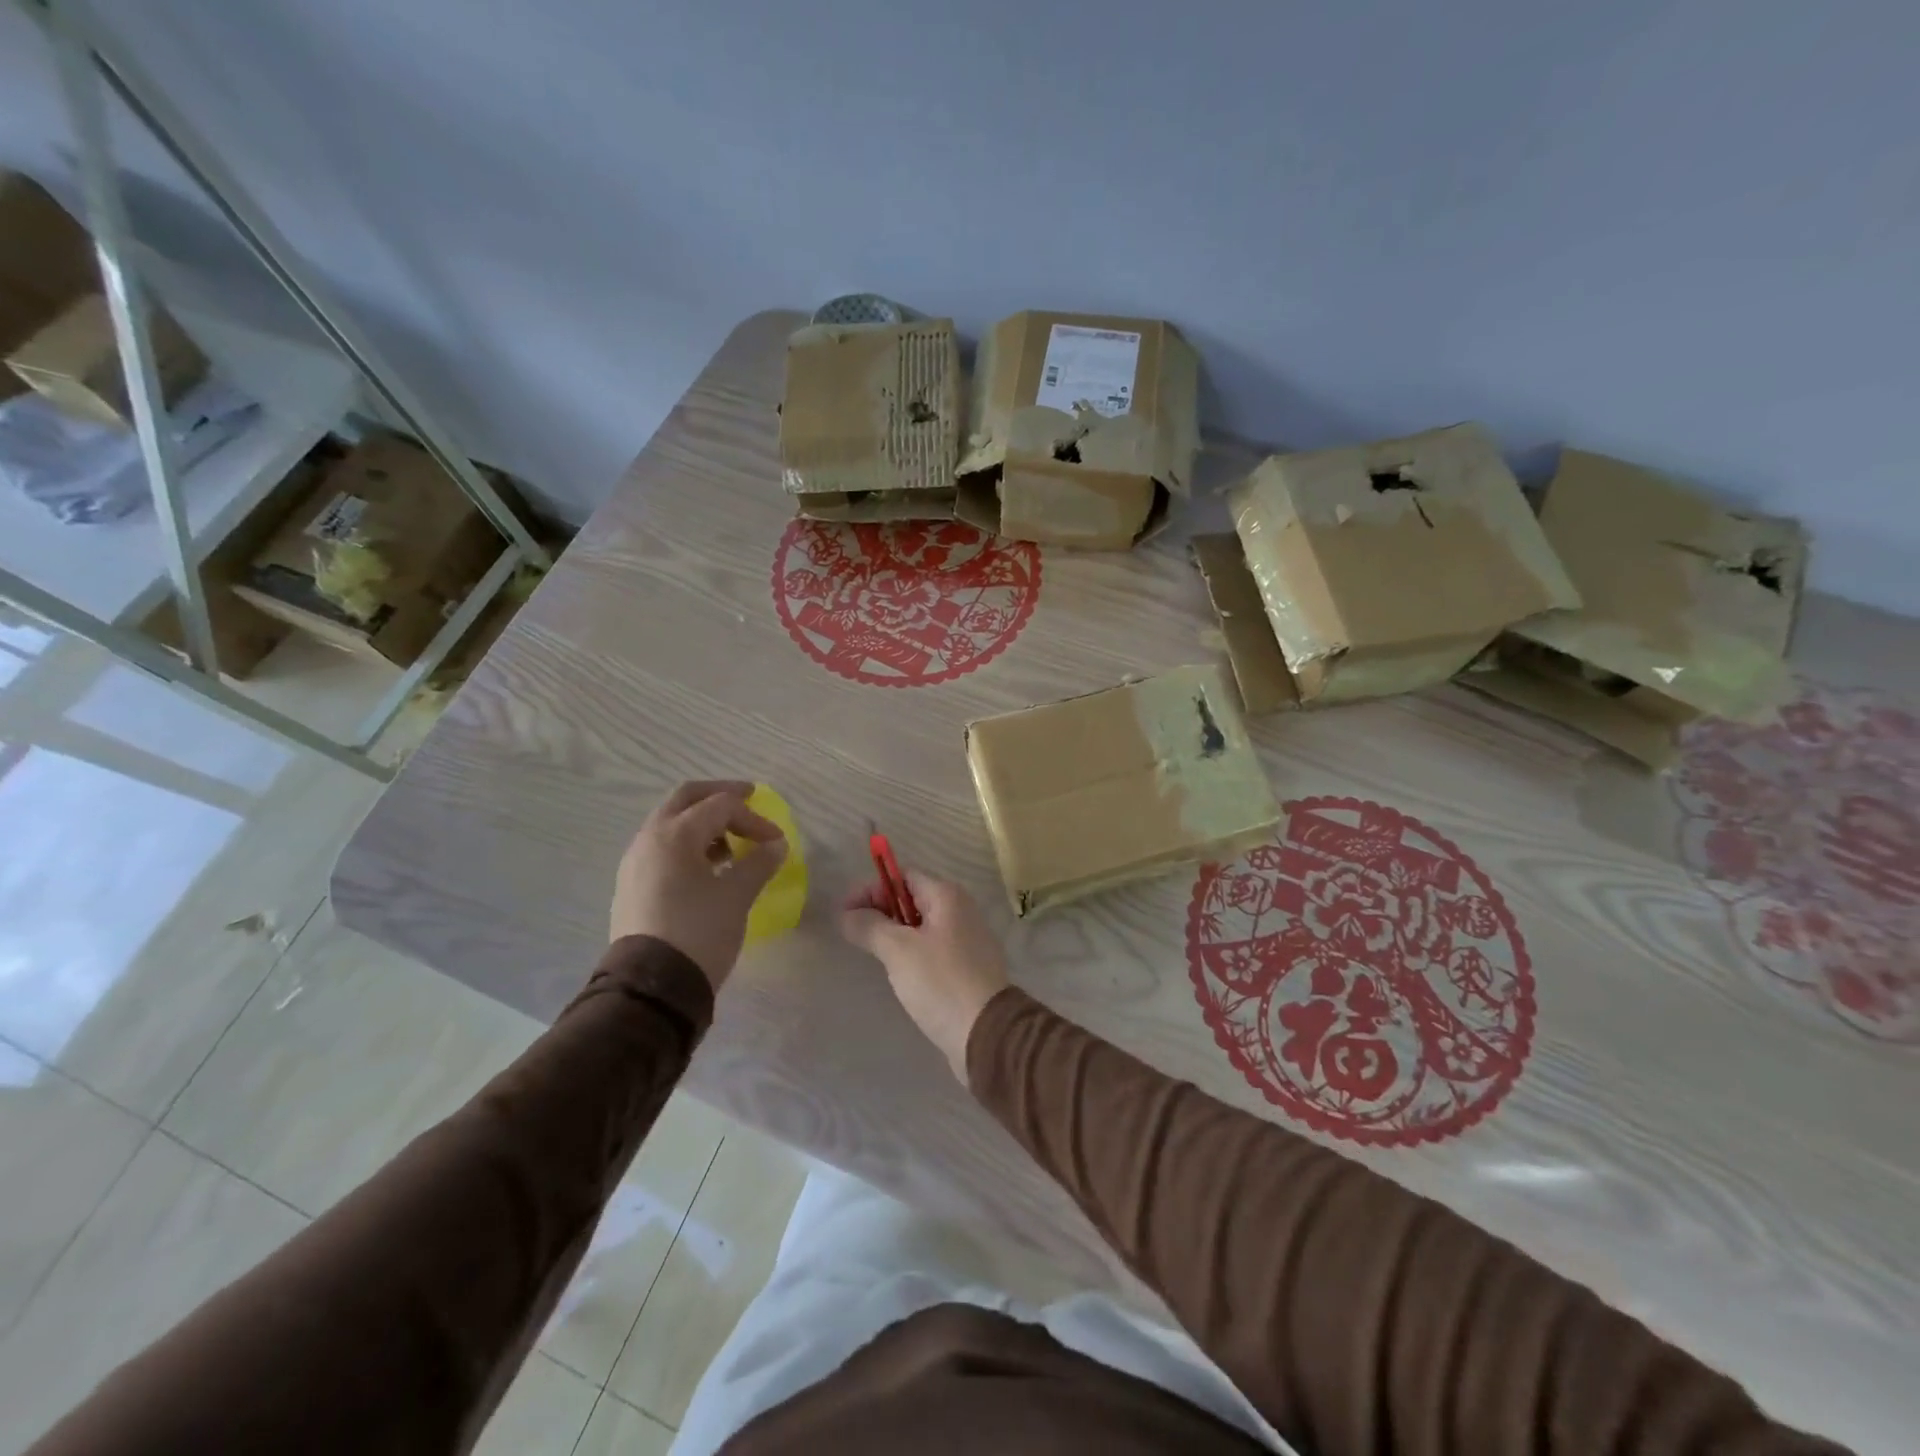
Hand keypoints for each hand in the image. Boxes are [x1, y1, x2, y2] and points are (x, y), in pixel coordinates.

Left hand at [611, 780, 786, 988]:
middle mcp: (649, 839)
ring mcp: (635, 863)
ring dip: (703, 823)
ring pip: (670, 824)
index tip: (776, 840)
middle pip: (686, 799)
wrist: (651, 988)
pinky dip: (688, 845)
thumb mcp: (736, 896)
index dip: (754, 818)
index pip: (721, 806)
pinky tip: (707, 870)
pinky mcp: (631, 887)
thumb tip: (775, 845)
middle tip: (748, 800)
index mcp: (674, 834)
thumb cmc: (698, 932)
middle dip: (719, 797)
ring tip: (731, 846)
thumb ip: (759, 863)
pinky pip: (662, 849)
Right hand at [839, 871, 1009, 1081]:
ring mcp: (968, 938)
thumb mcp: (898, 950)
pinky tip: (899, 972)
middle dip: (881, 910)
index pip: (903, 876)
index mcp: (947, 896)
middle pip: (912, 898)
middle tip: (854, 933)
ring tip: (872, 952)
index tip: (845, 912)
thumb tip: (846, 913)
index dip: (872, 889)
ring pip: (922, 925)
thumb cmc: (940, 982)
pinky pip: (933, 947)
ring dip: (895, 932)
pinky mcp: (968, 966)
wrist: (986, 1033)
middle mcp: (961, 910)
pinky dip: (912, 951)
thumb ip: (869, 925)